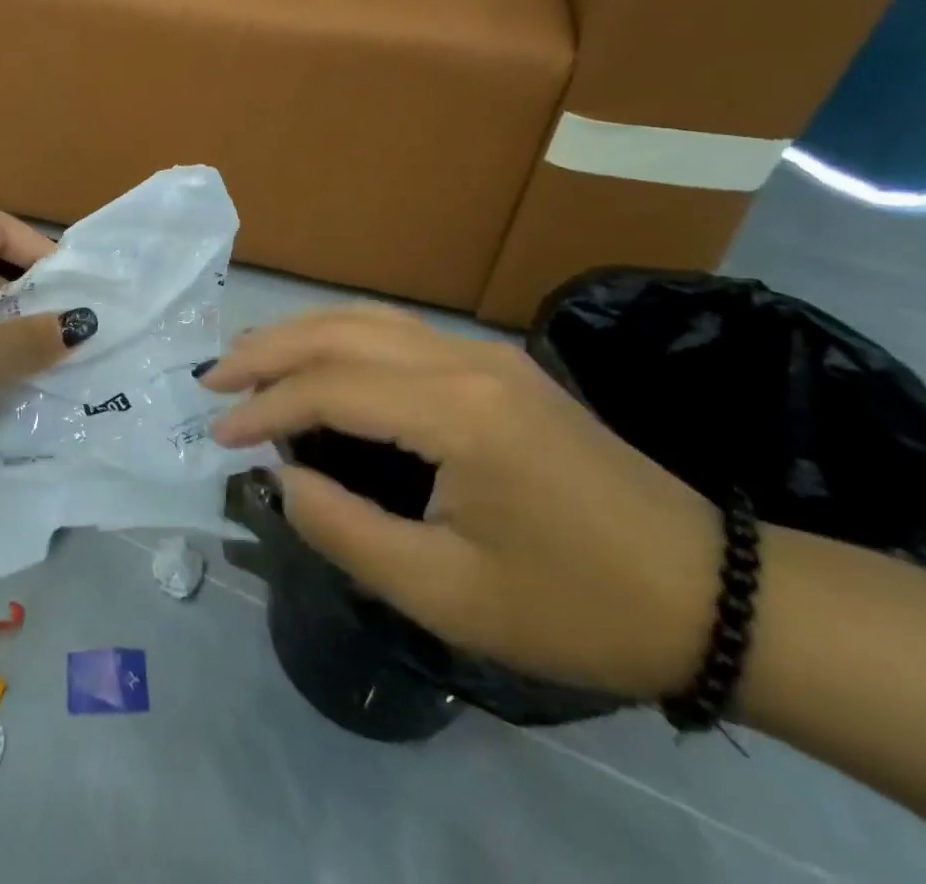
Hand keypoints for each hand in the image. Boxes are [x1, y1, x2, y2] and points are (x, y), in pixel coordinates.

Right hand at [205, 305, 720, 700]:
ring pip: (367, 319)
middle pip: (340, 331)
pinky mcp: (497, 364)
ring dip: (300, 335)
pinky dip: (342, 338)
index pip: (329, 388)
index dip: (264, 410)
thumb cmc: (576, 605)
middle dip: (267, 351)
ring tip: (250, 361)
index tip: (218, 435)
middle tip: (213, 379)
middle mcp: (464, 360)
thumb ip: (346, 531)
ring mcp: (484, 353)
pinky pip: (398, 332)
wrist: (711, 594)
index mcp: (455, 411)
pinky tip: (321, 359)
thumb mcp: (448, 595)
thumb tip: (282, 480)